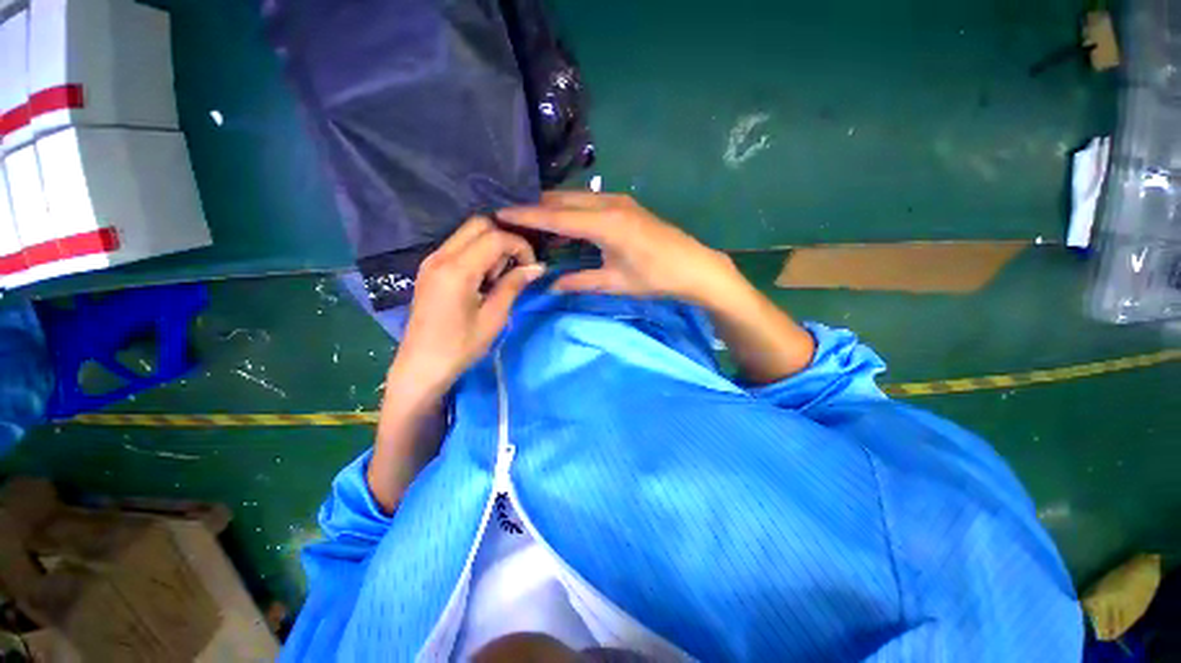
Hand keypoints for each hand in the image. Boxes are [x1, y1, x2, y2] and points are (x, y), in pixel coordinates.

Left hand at [388, 217, 544, 404]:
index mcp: (457, 270)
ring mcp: (431, 260)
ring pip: (468, 233)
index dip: (520, 247)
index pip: (495, 237)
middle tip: (515, 268)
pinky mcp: (429, 269)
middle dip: (505, 240)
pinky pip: (459, 247)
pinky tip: (484, 280)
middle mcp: (440, 256)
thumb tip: (537, 268)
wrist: (421, 366)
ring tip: (499, 278)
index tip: (531, 268)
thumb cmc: (460, 347)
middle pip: (479, 224)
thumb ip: (513, 286)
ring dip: (491, 247)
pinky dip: (478, 254)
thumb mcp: (494, 318)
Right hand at [498, 192, 740, 305]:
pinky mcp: (625, 205)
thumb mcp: (615, 283)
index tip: (499, 213)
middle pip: (562, 200)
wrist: (694, 266)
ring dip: (554, 208)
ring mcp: (618, 201)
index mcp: (604, 223)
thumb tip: (550, 285)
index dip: (526, 215)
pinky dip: (571, 210)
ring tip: (532, 221)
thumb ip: (579, 282)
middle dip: (536, 207)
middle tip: (512, 218)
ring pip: (575, 198)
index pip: (555, 216)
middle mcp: (608, 203)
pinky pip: (589, 202)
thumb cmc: (655, 278)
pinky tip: (564, 224)